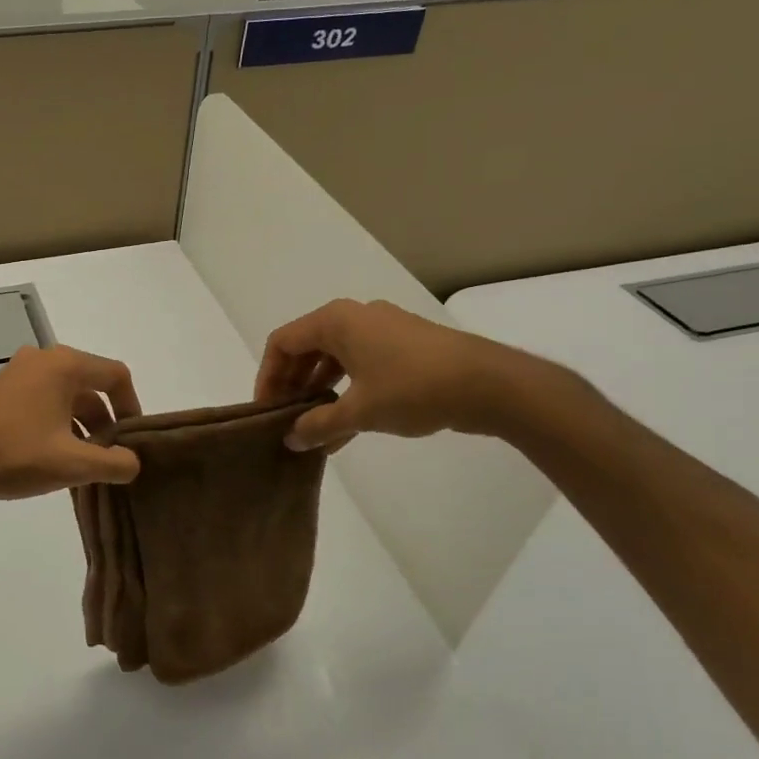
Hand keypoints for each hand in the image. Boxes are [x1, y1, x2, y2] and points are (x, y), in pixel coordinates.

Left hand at [0, 345, 142, 504]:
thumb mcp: (72, 464)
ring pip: (66, 397)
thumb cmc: (14, 454)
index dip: (132, 408)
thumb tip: (133, 462)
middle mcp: (43, 360)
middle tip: (108, 458)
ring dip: (81, 427)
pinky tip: (54, 458)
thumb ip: (113, 463)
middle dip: (105, 422)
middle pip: (91, 386)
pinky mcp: (2, 391)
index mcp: (64, 365)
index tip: (132, 441)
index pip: (115, 376)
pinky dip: (57, 425)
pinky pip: (43, 402)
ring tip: (83, 465)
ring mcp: (19, 373)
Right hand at [254, 299, 530, 450]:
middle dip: (292, 385)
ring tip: (313, 428)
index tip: (266, 410)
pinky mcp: (404, 346)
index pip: (282, 343)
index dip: (267, 377)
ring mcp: (382, 330)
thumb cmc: (414, 388)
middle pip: (306, 348)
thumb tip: (291, 440)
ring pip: (334, 359)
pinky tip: (345, 427)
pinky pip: (360, 365)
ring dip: (319, 392)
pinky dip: (346, 391)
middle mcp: (355, 317)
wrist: (492, 384)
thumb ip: (319, 425)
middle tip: (286, 420)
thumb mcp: (359, 411)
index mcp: (336, 321)